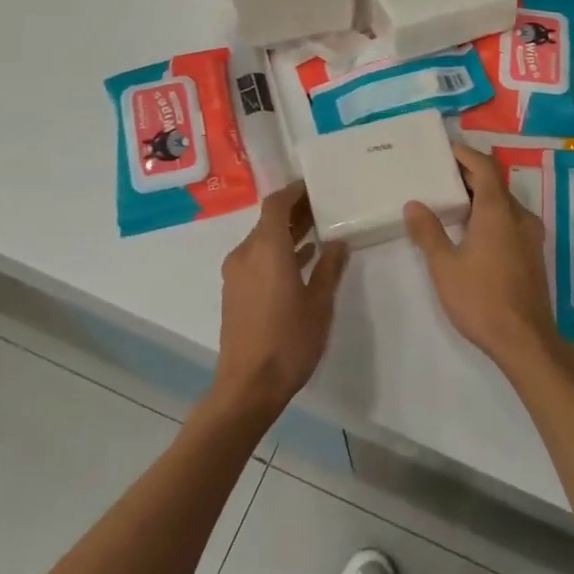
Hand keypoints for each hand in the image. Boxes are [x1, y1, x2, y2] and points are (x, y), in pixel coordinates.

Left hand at [213, 184, 348, 416]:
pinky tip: (302, 261)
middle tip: (324, 206)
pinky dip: (277, 252)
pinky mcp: (235, 292)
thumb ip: (329, 267)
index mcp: (266, 249)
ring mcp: (237, 274)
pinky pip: (257, 259)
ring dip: (286, 233)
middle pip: (268, 220)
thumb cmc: (289, 340)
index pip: (276, 204)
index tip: (315, 186)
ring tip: (319, 231)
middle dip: (294, 211)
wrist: (249, 386)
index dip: (294, 192)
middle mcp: (246, 254)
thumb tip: (338, 243)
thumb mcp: (319, 303)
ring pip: (262, 241)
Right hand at [404, 144, 570, 379]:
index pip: (483, 167)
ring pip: (504, 203)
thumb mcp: (444, 266)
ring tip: (450, 200)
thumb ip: (428, 232)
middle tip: (439, 174)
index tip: (444, 149)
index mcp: (498, 210)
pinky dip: (491, 214)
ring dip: (480, 195)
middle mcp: (519, 215)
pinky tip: (471, 230)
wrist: (525, 340)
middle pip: (495, 182)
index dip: (464, 154)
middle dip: (469, 174)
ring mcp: (531, 235)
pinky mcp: (533, 253)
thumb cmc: (481, 299)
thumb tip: (414, 204)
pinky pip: (510, 220)